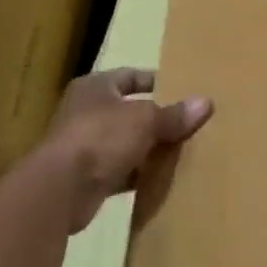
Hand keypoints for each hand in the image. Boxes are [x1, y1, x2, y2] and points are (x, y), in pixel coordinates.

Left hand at [36, 69, 211, 229]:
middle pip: (129, 111)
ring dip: (149, 148)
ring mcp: (84, 147)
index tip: (182, 90)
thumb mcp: (146, 120)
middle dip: (157, 118)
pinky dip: (139, 174)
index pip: (130, 76)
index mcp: (95, 88)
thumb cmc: (101, 137)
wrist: (60, 190)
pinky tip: (164, 178)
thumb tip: (206, 103)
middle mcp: (86, 113)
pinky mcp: (86, 178)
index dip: (155, 81)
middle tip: (188, 122)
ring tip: (183, 150)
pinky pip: (120, 171)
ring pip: (126, 143)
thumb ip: (175, 114)